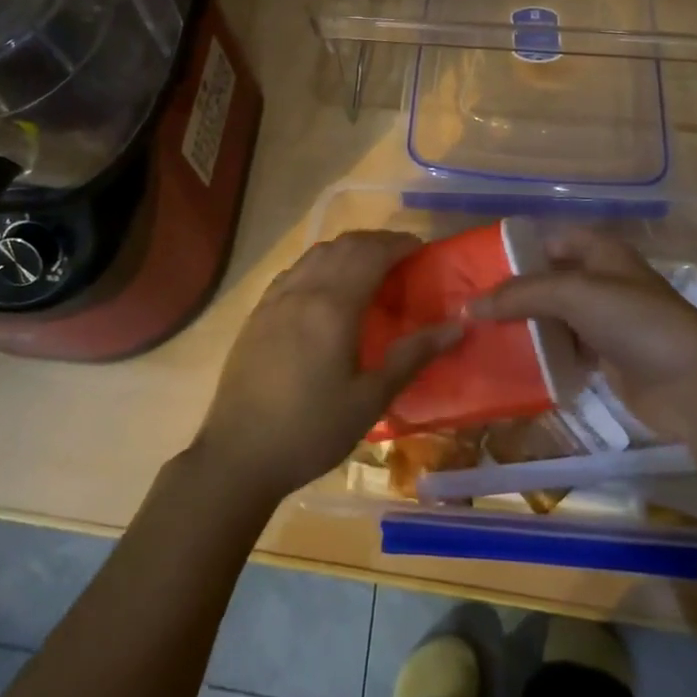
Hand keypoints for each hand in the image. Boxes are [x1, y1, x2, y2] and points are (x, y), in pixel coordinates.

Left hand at [191, 230, 461, 502]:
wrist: (238, 455)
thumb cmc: (311, 430)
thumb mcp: (369, 400)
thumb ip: (412, 356)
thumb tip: (457, 327)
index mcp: (333, 306)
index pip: (371, 254)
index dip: (398, 244)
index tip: (421, 249)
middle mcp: (303, 290)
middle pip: (344, 246)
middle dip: (376, 242)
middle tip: (402, 256)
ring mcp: (276, 298)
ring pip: (317, 253)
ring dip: (347, 248)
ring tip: (369, 265)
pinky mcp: (258, 311)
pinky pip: (295, 269)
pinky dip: (320, 262)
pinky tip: (326, 284)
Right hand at [470, 227, 696, 440]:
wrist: (692, 384)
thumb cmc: (634, 321)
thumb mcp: (573, 294)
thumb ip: (520, 295)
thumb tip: (468, 306)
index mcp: (600, 252)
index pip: (549, 241)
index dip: (516, 251)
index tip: (477, 269)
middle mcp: (602, 281)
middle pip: (548, 281)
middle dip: (513, 294)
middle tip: (470, 307)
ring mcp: (605, 322)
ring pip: (554, 319)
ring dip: (524, 327)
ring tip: (480, 336)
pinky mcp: (606, 360)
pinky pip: (564, 352)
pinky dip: (541, 356)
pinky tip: (510, 364)